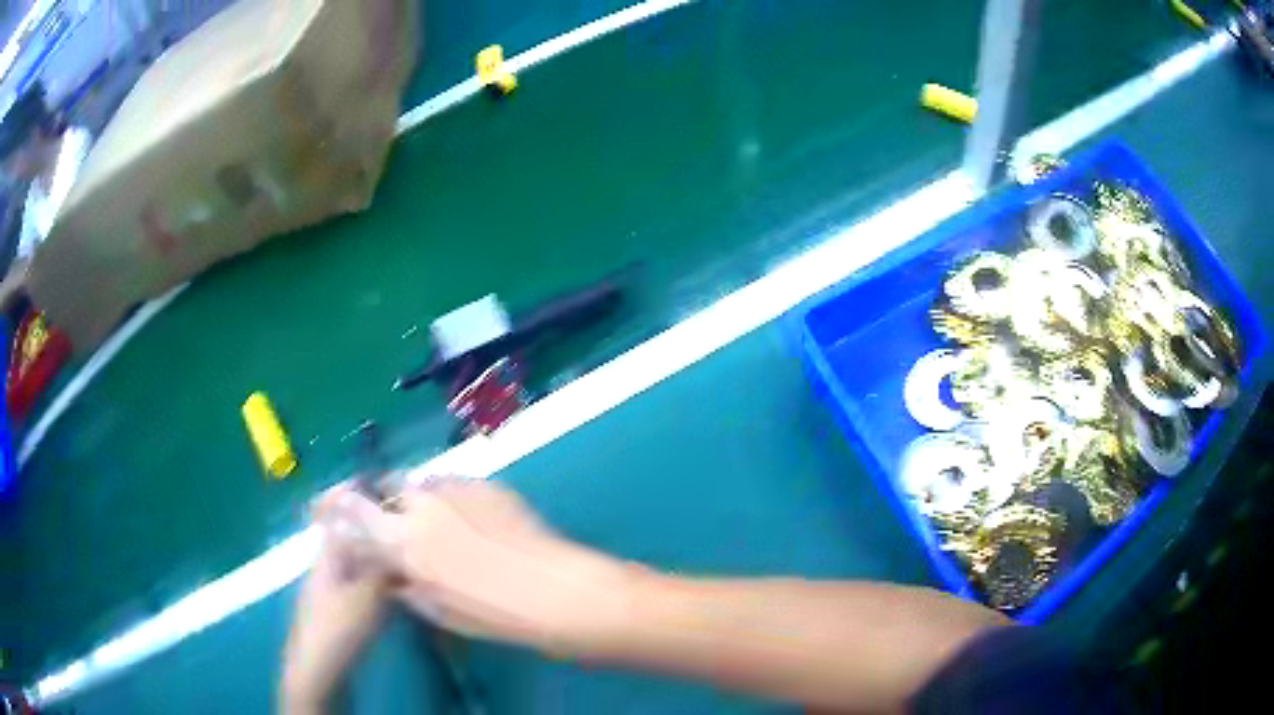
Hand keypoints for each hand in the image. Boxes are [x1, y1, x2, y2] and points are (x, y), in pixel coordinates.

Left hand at [279, 486, 389, 714]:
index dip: (353, 494)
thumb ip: (384, 566)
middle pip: (350, 535)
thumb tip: (402, 539)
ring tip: (408, 553)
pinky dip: (378, 577)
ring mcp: (332, 587)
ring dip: (378, 553)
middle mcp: (327, 564)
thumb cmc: (338, 627)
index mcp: (328, 554)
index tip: (378, 482)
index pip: (337, 513)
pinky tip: (397, 588)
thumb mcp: (367, 595)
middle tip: (405, 524)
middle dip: (374, 525)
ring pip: (358, 560)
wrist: (318, 668)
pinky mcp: (340, 607)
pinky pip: (361, 581)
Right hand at [342, 479, 636, 655]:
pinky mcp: (486, 483)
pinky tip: (475, 520)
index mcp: (402, 540)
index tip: (339, 508)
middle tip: (404, 522)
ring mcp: (456, 488)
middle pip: (390, 487)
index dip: (343, 506)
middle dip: (389, 500)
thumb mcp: (437, 610)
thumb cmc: (491, 613)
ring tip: (446, 523)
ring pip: (424, 483)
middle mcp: (421, 505)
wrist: (552, 589)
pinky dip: (454, 498)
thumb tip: (392, 573)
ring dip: (424, 498)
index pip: (355, 510)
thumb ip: (405, 584)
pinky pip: (457, 484)